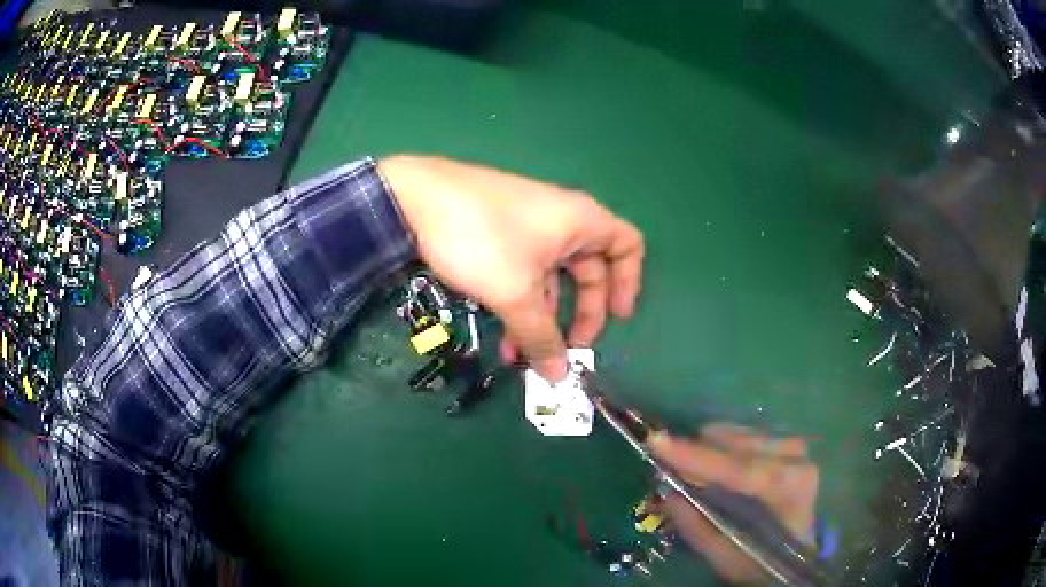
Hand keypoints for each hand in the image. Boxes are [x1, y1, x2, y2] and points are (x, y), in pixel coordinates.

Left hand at [379, 155, 644, 380]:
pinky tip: (501, 334)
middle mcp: (563, 219)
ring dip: (542, 317)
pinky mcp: (501, 231)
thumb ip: (541, 336)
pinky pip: (525, 270)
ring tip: (521, 355)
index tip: (619, 319)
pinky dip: (520, 301)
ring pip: (551, 277)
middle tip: (569, 349)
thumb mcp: (515, 294)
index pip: (628, 246)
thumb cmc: (481, 238)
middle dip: (581, 313)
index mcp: (582, 221)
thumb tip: (558, 376)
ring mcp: (529, 224)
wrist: (413, 196)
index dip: (630, 283)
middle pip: (591, 270)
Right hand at [648, 424, 819, 583]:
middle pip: (735, 444)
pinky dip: (720, 448)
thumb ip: (698, 528)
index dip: (697, 457)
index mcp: (790, 487)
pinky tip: (714, 468)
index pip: (739, 469)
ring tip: (693, 476)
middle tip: (668, 472)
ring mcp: (793, 445)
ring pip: (736, 434)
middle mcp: (796, 457)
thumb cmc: (765, 559)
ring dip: (708, 451)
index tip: (657, 442)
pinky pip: (742, 434)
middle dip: (697, 454)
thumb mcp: (728, 556)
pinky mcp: (785, 441)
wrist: (798, 549)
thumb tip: (666, 495)